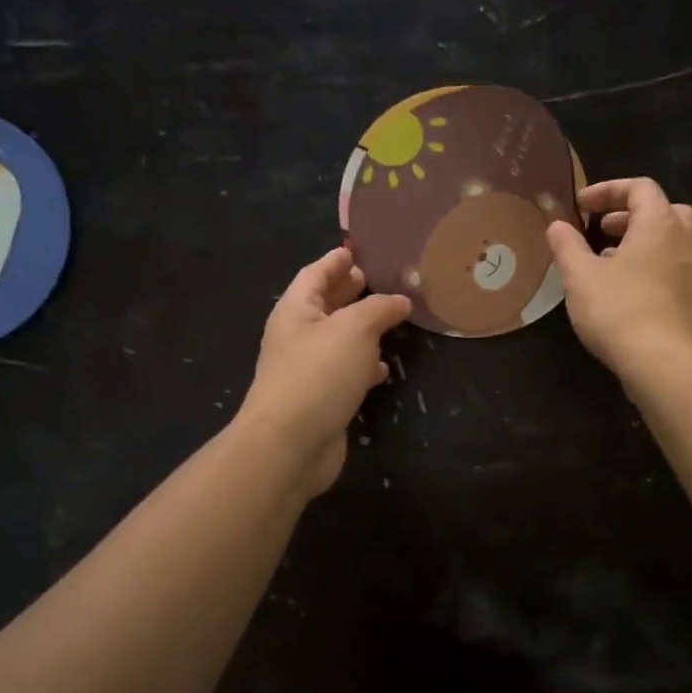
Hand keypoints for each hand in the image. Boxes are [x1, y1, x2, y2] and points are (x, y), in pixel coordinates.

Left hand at [236, 247, 411, 497]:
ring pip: (339, 339)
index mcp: (296, 310)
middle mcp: (298, 336)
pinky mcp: (323, 398)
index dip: (336, 261)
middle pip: (326, 305)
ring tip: (390, 318)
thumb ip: (379, 309)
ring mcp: (309, 369)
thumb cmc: (319, 374)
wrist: (291, 443)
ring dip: (361, 328)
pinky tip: (383, 367)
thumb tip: (400, 300)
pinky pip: (346, 371)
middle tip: (377, 278)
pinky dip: (364, 364)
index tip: (357, 250)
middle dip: (349, 291)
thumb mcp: (354, 329)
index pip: (316, 274)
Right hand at [545, 177, 691, 380]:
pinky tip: (627, 292)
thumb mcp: (580, 276)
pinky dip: (652, 267)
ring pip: (671, 242)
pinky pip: (674, 269)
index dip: (608, 190)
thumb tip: (557, 225)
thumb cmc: (618, 310)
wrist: (661, 362)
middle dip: (631, 215)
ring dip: (641, 243)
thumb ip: (567, 245)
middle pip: (664, 210)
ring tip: (609, 263)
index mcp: (660, 224)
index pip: (640, 188)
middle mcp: (686, 240)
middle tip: (602, 230)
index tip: (582, 206)